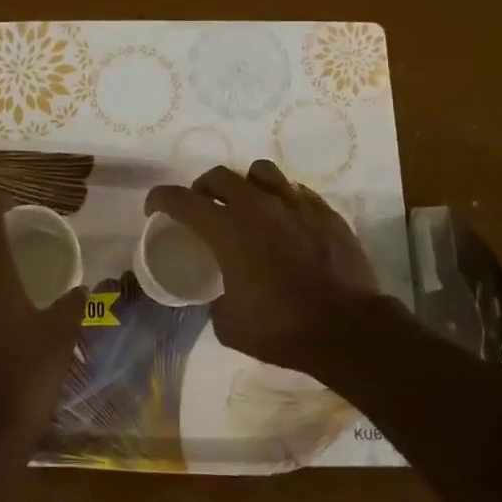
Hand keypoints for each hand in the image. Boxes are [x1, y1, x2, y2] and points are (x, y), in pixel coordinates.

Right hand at [144, 161, 382, 378]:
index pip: (181, 200)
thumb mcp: (229, 323)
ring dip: (245, 185)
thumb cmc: (282, 329)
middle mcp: (258, 206)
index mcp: (227, 230)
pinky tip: (284, 221)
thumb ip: (216, 299)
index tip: (154, 207)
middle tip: (202, 207)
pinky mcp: (324, 212)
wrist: (347, 329)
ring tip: (246, 205)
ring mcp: (295, 204)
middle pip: (220, 176)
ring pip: (261, 172)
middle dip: (203, 188)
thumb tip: (220, 294)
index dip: (161, 199)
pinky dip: (281, 200)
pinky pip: (295, 191)